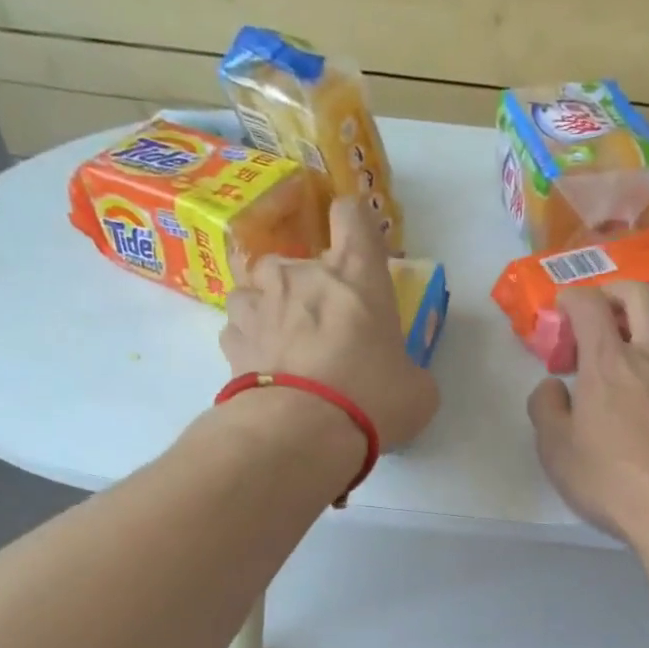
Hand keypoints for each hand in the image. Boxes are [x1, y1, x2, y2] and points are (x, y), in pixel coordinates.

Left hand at [221, 198, 438, 449]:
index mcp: (355, 275)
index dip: (354, 224)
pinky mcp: (231, 340)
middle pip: (296, 257)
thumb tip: (401, 377)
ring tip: (282, 342)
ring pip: (255, 288)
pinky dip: (249, 343)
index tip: (357, 249)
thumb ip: (409, 371)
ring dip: (268, 307)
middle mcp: (301, 276)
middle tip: (321, 324)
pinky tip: (263, 369)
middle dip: (305, 285)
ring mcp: (260, 304)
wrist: (302, 432)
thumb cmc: (371, 399)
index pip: (352, 215)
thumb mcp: (417, 390)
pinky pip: (239, 329)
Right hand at [527, 282, 648, 543]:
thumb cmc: (609, 480)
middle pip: (642, 296)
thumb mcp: (555, 451)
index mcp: (607, 362)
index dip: (573, 298)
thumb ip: (545, 409)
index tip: (564, 308)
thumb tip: (552, 386)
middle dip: (618, 291)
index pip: (589, 306)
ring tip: (641, 346)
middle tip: (605, 308)